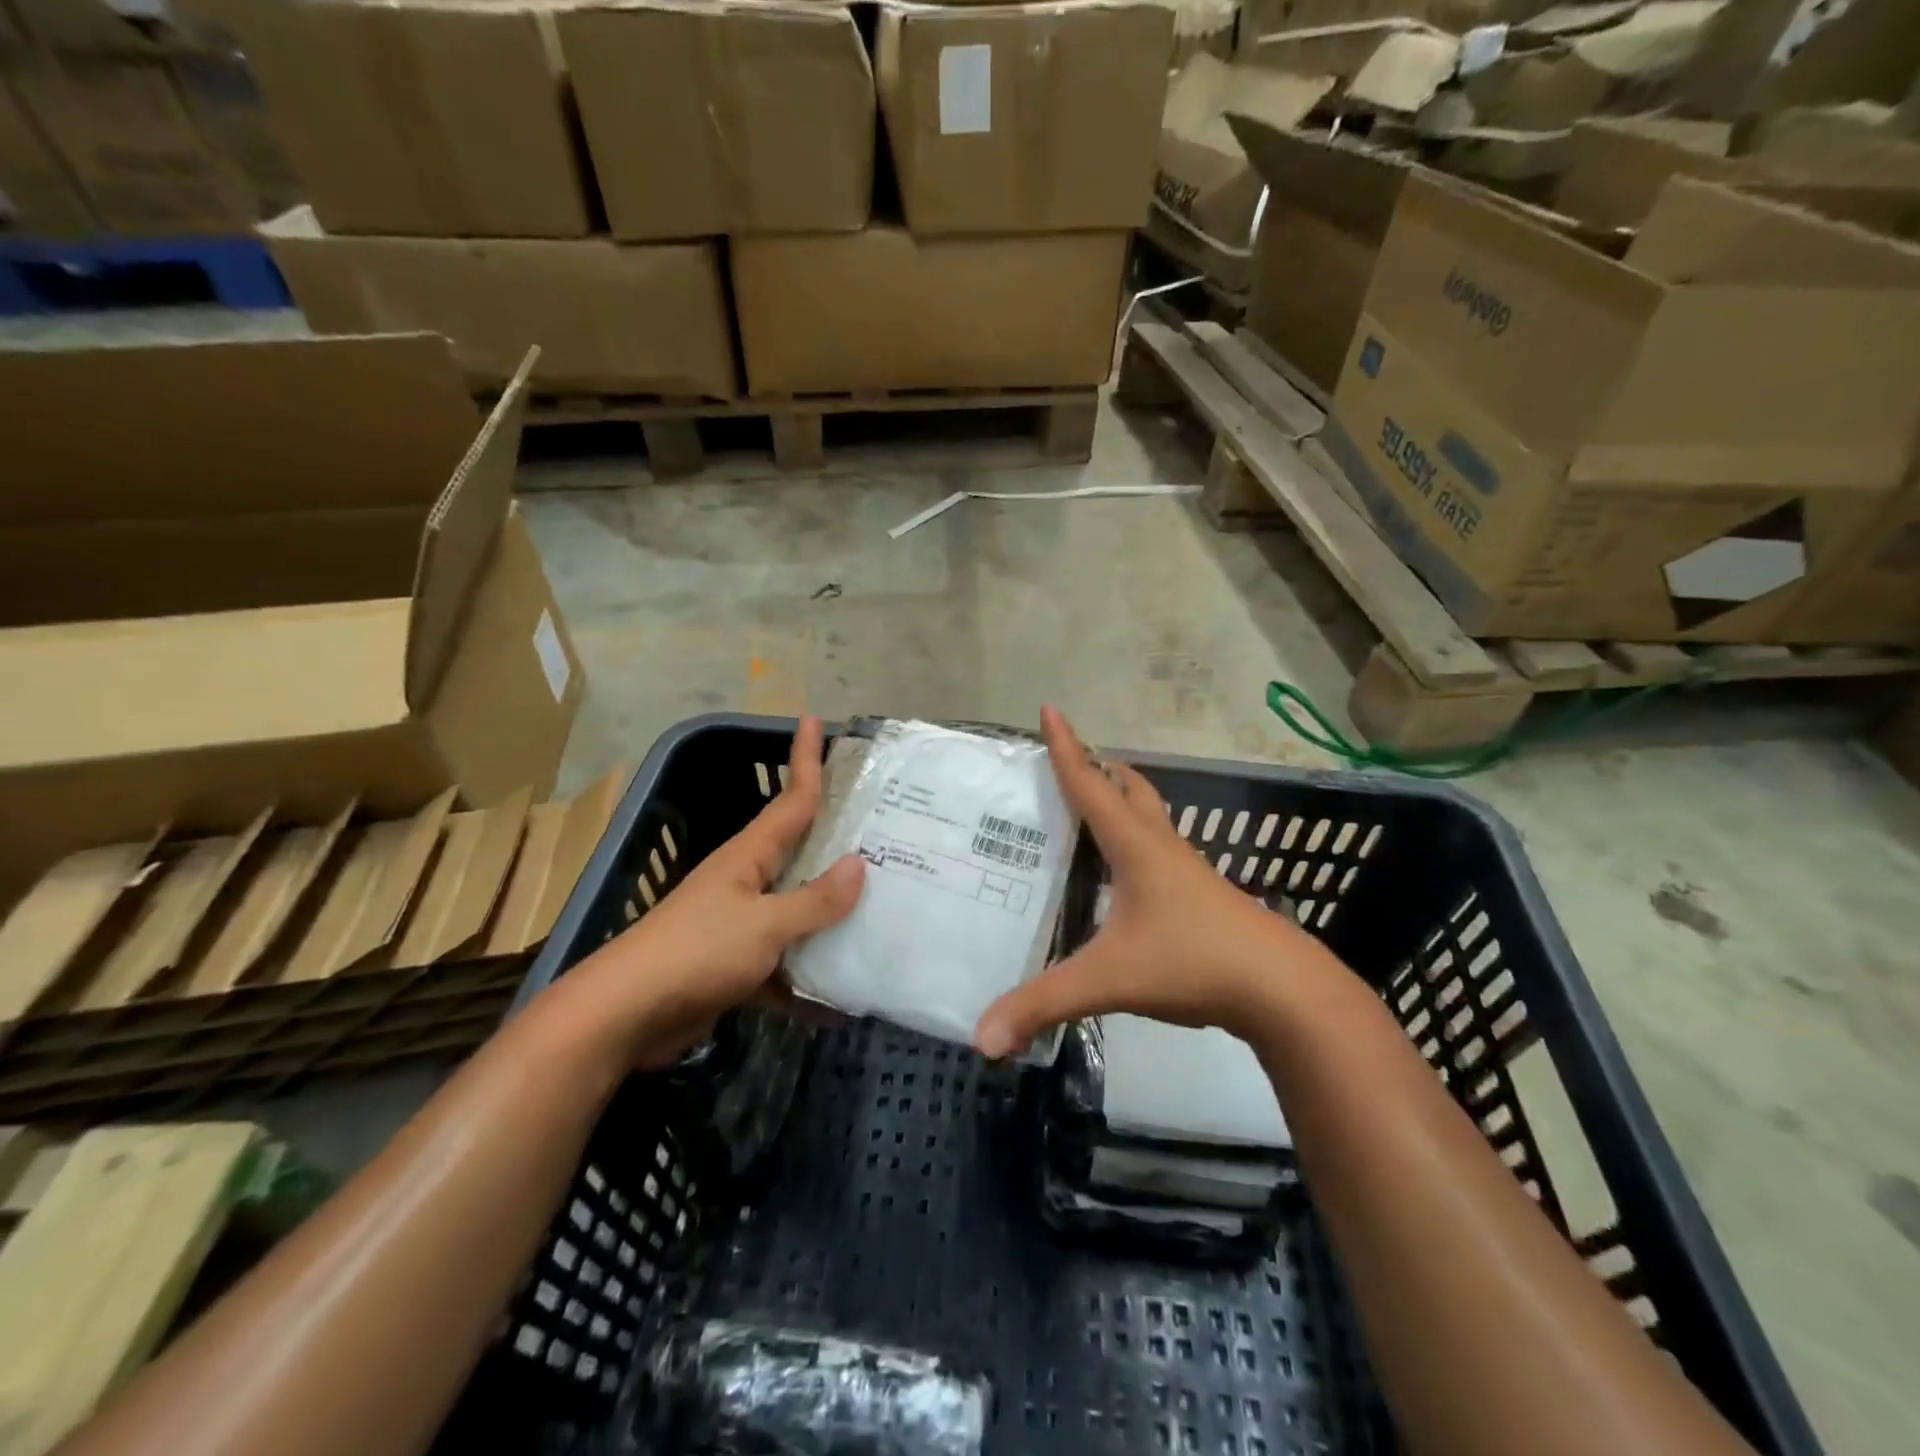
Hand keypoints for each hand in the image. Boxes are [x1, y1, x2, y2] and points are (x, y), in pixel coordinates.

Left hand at [562, 716, 863, 1068]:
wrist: (624, 1018)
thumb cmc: (696, 953)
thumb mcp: (763, 924)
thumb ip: (814, 900)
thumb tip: (860, 864)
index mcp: (750, 856)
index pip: (792, 798)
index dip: (805, 759)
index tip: (814, 719)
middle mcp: (748, 880)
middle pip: (802, 850)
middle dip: (841, 837)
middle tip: (889, 825)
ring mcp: (741, 923)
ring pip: (799, 906)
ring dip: (835, 910)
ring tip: (888, 903)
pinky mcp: (737, 964)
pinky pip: (787, 958)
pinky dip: (812, 972)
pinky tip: (847, 988)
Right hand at [974, 707, 1330, 1058]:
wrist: (1283, 991)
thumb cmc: (1193, 963)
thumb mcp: (1109, 980)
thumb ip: (1044, 1004)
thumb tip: (982, 1038)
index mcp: (1136, 846)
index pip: (1091, 785)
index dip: (1067, 748)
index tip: (1051, 710)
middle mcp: (1162, 848)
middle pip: (1130, 790)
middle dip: (1098, 769)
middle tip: (1067, 764)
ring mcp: (1187, 872)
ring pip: (1150, 820)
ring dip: (1121, 803)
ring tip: (1089, 815)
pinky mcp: (1202, 898)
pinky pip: (1160, 853)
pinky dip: (1135, 843)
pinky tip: (1124, 878)